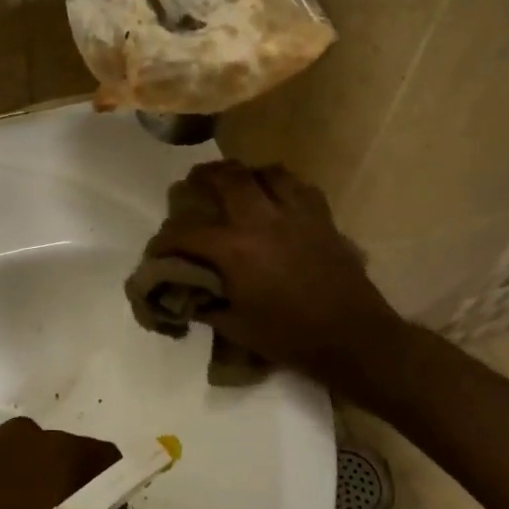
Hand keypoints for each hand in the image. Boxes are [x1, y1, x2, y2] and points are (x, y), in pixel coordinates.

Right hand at [147, 161, 407, 390]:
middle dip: (203, 177)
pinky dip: (282, 186)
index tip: (158, 247)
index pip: (186, 232)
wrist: (350, 337)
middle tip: (193, 183)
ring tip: (239, 184)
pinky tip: (278, 200)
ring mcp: (296, 213)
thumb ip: (205, 304)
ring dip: (247, 174)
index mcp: (234, 248)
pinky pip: (299, 186)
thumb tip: (185, 294)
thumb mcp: (235, 326)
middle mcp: (262, 219)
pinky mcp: (322, 217)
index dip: (165, 239)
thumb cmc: (288, 336)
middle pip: (227, 177)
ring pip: (267, 172)